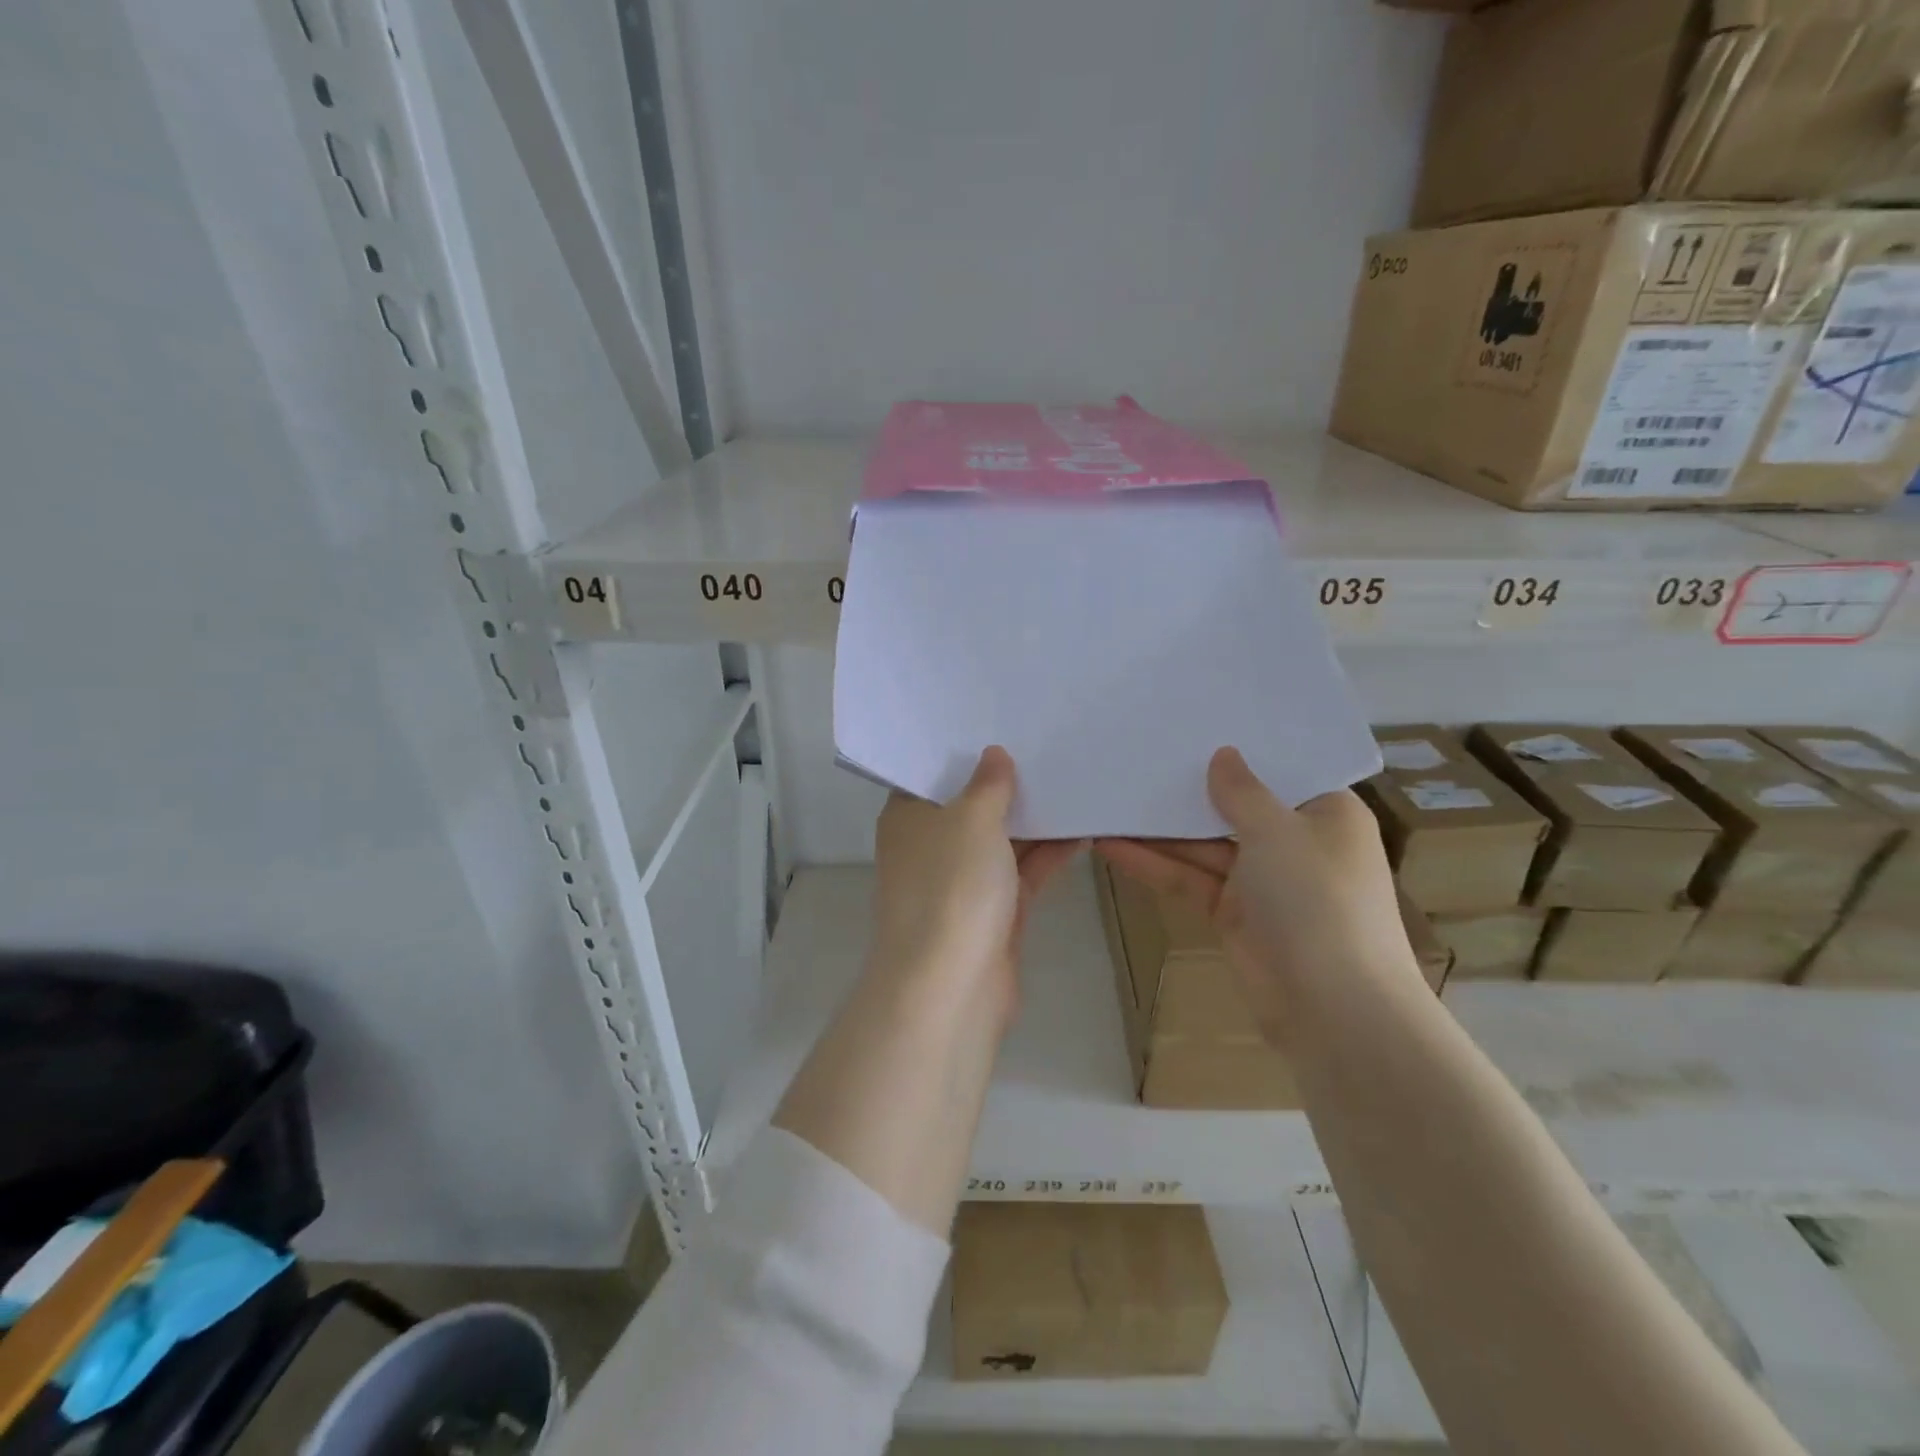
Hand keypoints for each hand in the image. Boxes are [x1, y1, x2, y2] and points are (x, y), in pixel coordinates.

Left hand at [869, 747, 1083, 1030]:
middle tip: (1049, 746)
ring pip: (1001, 841)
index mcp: (908, 818)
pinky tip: (1083, 829)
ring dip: (1034, 819)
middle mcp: (931, 847)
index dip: (964, 752)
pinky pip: (1023, 872)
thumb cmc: (951, 886)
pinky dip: (1048, 854)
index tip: (1000, 725)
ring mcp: (962, 882)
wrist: (951, 986)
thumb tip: (994, 755)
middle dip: (1007, 784)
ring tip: (1075, 781)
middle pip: (970, 806)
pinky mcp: (993, 913)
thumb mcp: (971, 819)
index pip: (932, 774)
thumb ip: (988, 784)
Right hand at [1095, 747, 1416, 1044]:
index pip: (1280, 770)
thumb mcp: (1278, 831)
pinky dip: (1155, 864)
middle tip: (1140, 754)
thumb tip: (1223, 755)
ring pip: (1204, 844)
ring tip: (1111, 796)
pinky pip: (1189, 878)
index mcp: (1326, 814)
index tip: (1194, 723)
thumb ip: (1241, 792)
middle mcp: (1295, 842)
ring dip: (1161, 828)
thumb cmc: (1317, 900)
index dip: (1240, 749)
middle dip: (1190, 787)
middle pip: (1235, 806)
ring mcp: (1261, 880)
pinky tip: (1110, 844)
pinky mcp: (1232, 913)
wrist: (1332, 1009)